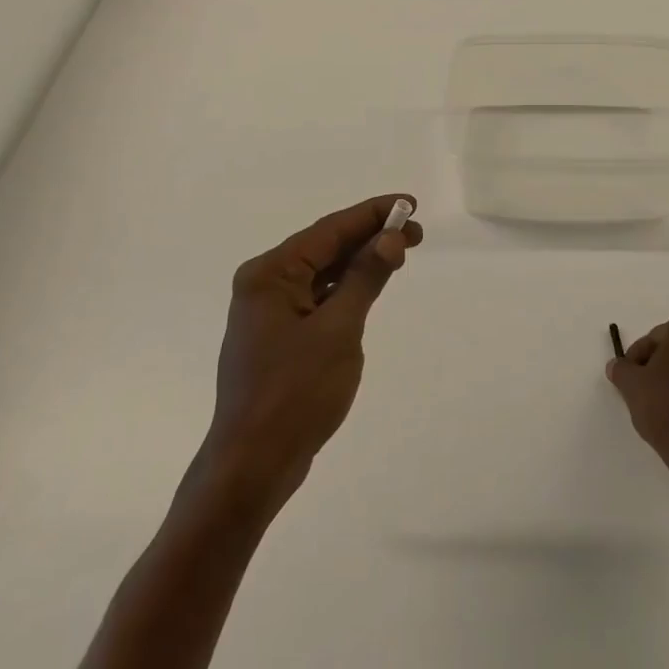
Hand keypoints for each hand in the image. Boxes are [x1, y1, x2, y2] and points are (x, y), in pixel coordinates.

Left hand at [197, 195, 421, 513]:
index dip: (372, 214)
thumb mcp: (339, 331)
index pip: (329, 230)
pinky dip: (345, 289)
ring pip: (322, 273)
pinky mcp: (279, 336)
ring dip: (360, 262)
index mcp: (270, 274)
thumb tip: (390, 238)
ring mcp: (270, 312)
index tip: (409, 203)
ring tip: (401, 252)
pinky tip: (370, 286)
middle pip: (325, 248)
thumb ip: (365, 279)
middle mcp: (265, 284)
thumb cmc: (295, 394)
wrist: (252, 465)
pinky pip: (318, 298)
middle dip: (370, 237)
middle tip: (416, 232)